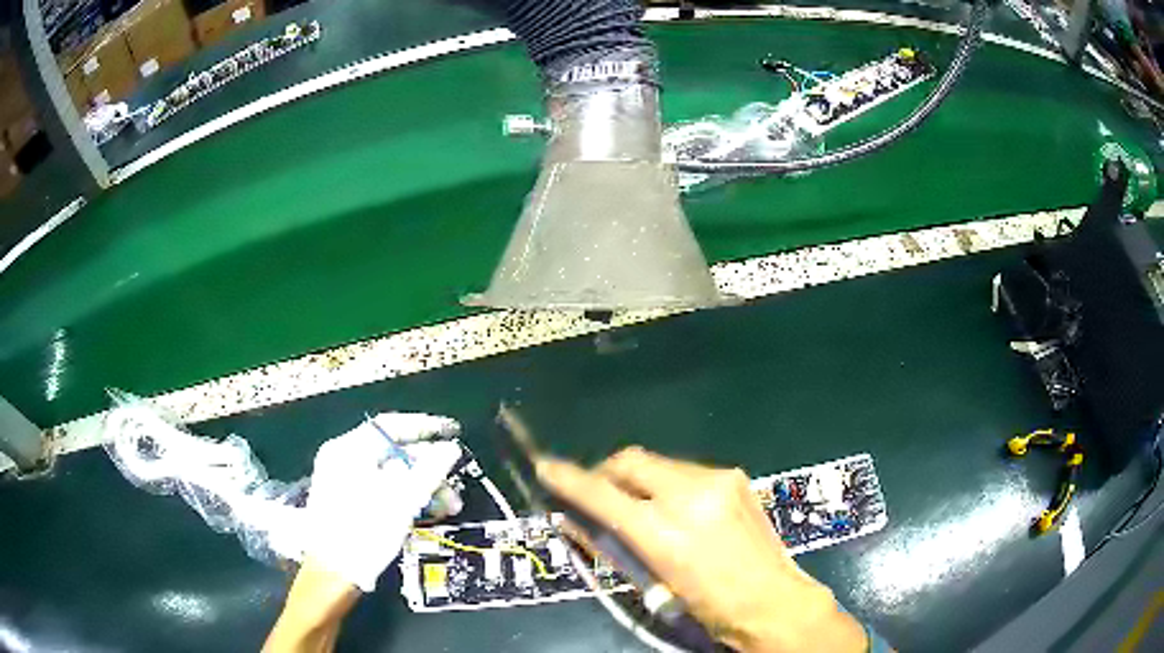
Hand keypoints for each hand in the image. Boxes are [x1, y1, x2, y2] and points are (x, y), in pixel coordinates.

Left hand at [304, 413, 461, 591]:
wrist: (333, 572)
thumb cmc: (365, 530)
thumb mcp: (402, 499)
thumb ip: (429, 470)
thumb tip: (451, 448)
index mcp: (349, 449)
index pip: (391, 426)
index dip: (425, 427)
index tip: (453, 432)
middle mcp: (342, 459)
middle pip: (392, 453)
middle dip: (428, 469)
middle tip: (454, 487)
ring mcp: (342, 481)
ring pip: (389, 475)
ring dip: (420, 487)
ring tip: (447, 508)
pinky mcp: (346, 502)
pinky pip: (380, 489)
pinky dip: (403, 498)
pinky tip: (424, 513)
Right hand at [537, 447, 867, 652]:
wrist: (772, 600)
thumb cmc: (707, 606)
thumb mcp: (651, 583)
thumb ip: (610, 545)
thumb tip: (574, 518)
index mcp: (664, 532)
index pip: (601, 494)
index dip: (567, 478)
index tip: (545, 466)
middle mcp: (690, 494)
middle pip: (629, 460)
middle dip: (606, 472)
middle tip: (599, 494)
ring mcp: (717, 479)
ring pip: (658, 463)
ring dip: (640, 479)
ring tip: (644, 507)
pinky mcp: (735, 475)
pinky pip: (686, 471)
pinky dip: (669, 484)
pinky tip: (679, 509)